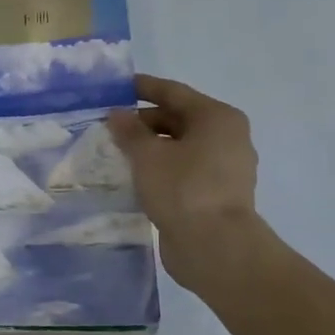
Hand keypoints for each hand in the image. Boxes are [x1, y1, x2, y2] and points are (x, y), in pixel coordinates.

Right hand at [108, 75, 265, 294]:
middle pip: (177, 119)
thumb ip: (129, 131)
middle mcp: (226, 137)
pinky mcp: (215, 193)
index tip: (115, 87)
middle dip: (142, 121)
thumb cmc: (183, 189)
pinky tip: (133, 175)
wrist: (215, 247)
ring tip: (115, 151)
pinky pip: (181, 170)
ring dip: (149, 147)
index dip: (142, 87)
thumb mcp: (147, 155)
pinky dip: (159, 168)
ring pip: (178, 147)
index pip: (173, 92)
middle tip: (108, 125)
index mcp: (217, 118)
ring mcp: (223, 168)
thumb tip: (117, 114)